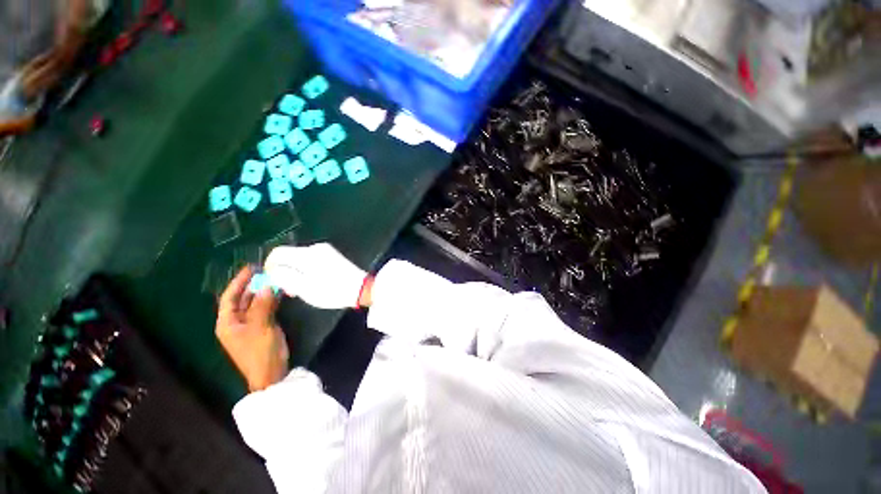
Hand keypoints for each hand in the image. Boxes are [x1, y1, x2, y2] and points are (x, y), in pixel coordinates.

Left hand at [216, 267, 288, 391]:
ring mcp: (249, 326)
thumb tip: (267, 285)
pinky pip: (264, 309)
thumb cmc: (260, 351)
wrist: (271, 373)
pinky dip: (270, 301)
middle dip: (252, 286)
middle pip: (241, 300)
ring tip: (274, 280)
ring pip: (254, 304)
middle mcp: (235, 323)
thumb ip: (262, 305)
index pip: (230, 298)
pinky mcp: (261, 328)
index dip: (238, 282)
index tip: (250, 268)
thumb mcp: (260, 326)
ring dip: (263, 293)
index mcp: (227, 323)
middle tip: (265, 272)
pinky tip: (279, 294)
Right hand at [264, 243, 367, 308]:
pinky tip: (313, 283)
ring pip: (300, 259)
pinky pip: (311, 260)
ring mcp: (326, 250)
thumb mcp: (304, 288)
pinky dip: (307, 270)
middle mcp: (315, 247)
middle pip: (289, 256)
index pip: (277, 252)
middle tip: (291, 290)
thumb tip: (272, 270)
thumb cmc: (332, 290)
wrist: (361, 288)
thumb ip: (284, 277)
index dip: (269, 266)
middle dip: (285, 272)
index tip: (273, 281)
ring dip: (296, 273)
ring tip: (302, 290)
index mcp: (307, 254)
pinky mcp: (332, 255)